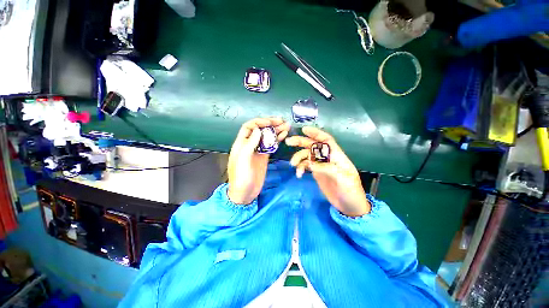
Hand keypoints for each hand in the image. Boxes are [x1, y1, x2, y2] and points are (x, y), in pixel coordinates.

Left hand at [227, 118, 290, 204]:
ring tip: (286, 125)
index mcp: (241, 143)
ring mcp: (258, 150)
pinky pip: (271, 145)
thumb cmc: (241, 178)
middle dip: (270, 124)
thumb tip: (258, 130)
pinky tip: (284, 135)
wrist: (245, 193)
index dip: (259, 122)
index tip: (270, 122)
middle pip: (260, 130)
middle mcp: (250, 144)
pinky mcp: (264, 156)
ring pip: (267, 137)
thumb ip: (250, 144)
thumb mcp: (243, 160)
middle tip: (281, 121)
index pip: (249, 127)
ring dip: (276, 130)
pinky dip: (277, 139)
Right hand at [286, 127, 369, 216]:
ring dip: (298, 157)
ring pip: (306, 155)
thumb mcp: (343, 179)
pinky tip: (299, 174)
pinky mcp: (316, 172)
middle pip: (313, 145)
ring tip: (293, 164)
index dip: (316, 133)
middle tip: (288, 142)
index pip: (326, 140)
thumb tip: (309, 163)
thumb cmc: (351, 191)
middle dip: (301, 142)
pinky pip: (305, 166)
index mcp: (336, 155)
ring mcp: (320, 165)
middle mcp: (327, 157)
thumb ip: (327, 169)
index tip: (304, 129)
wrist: (349, 206)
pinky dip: (300, 168)